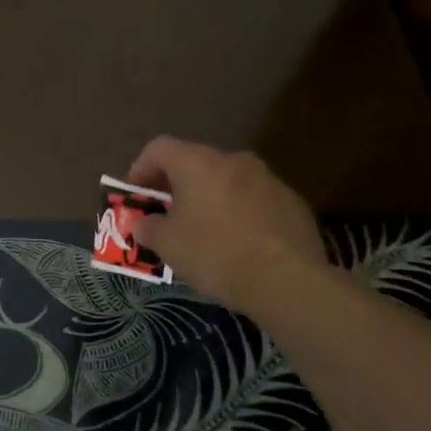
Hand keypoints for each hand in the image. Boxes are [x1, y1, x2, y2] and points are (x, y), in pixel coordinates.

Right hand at [127, 136, 325, 311]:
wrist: (286, 281)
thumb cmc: (215, 254)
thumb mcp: (167, 245)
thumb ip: (148, 227)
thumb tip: (144, 224)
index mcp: (198, 163)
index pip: (159, 148)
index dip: (141, 168)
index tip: (136, 196)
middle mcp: (234, 161)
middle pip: (195, 162)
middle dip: (177, 186)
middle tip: (168, 214)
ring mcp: (268, 179)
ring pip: (228, 181)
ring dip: (211, 198)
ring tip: (205, 231)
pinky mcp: (293, 203)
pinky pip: (255, 200)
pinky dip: (240, 213)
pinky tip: (239, 243)